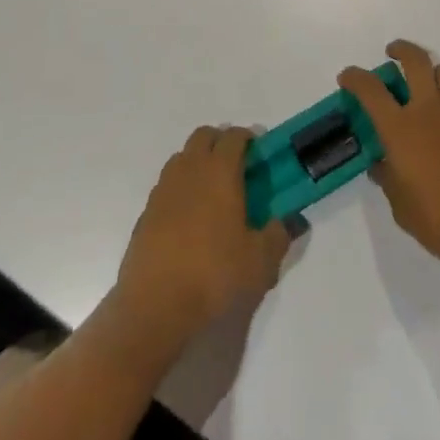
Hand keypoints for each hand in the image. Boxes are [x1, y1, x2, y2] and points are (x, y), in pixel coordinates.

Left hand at [112, 126, 289, 349]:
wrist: (155, 303)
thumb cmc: (214, 274)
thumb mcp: (259, 261)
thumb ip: (279, 235)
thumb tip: (291, 220)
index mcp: (220, 171)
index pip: (234, 137)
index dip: (248, 138)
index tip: (258, 153)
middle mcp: (190, 169)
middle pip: (204, 136)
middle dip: (221, 142)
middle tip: (237, 167)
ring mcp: (164, 187)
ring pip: (183, 156)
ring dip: (198, 161)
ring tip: (213, 191)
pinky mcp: (147, 210)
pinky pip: (168, 183)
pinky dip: (181, 187)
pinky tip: (189, 217)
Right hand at [341, 41, 439, 281]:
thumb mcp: (402, 208)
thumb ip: (389, 179)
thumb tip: (382, 165)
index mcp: (401, 129)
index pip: (370, 89)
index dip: (355, 77)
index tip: (347, 77)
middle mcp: (430, 110)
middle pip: (415, 60)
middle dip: (401, 49)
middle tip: (393, 53)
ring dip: (433, 72)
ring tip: (430, 86)